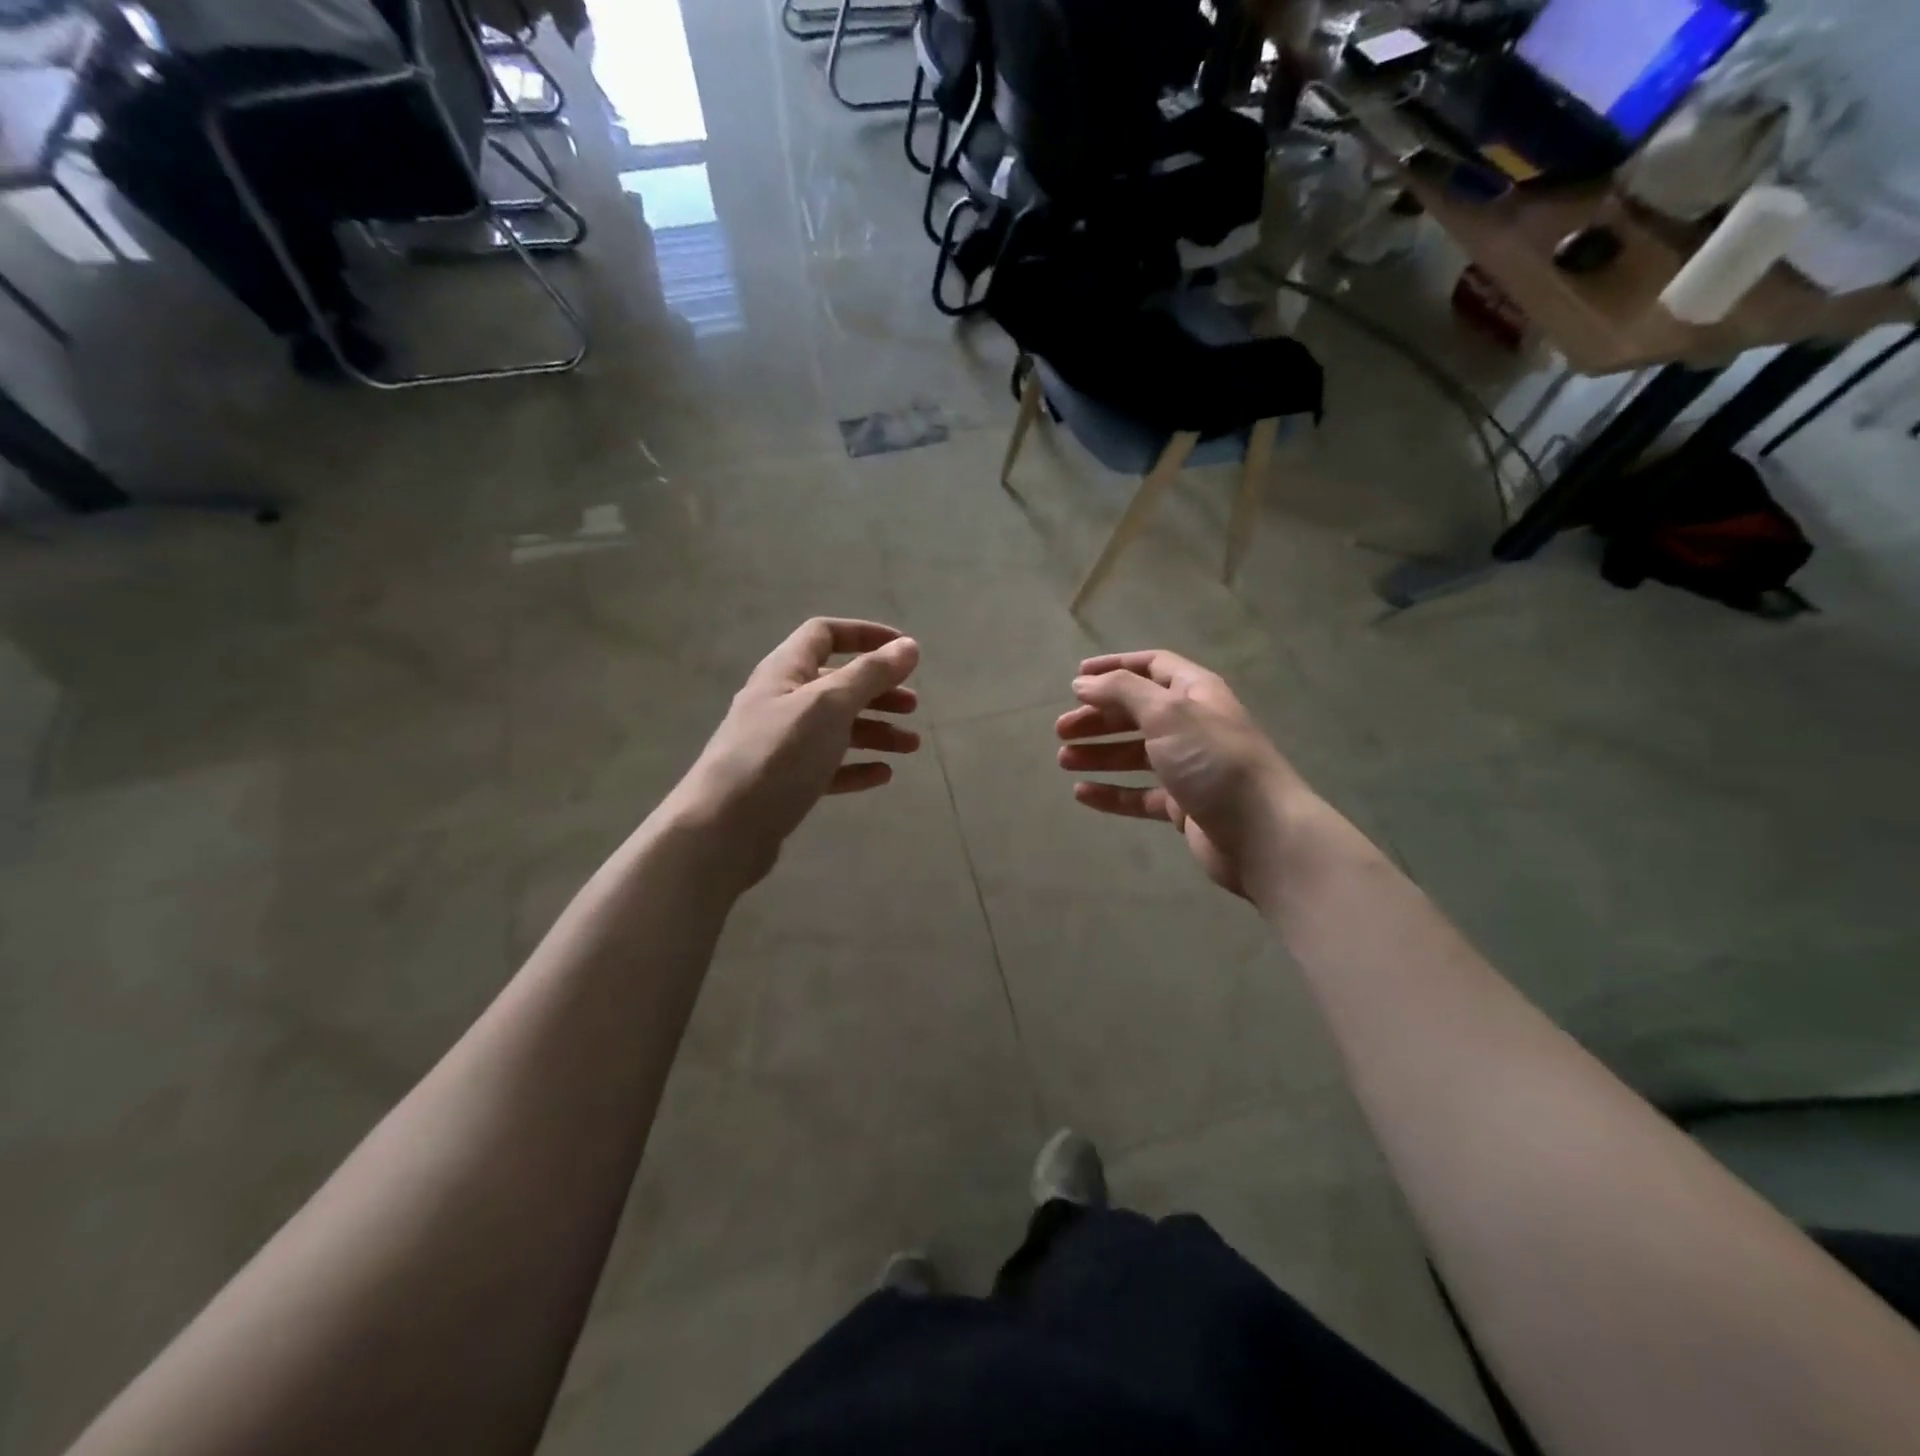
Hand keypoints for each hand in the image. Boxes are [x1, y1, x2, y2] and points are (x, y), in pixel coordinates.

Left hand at [662, 619, 920, 890]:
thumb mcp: (829, 706)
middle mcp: (781, 701)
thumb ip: (870, 674)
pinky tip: (882, 776)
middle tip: (914, 707)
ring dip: (875, 730)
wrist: (722, 830)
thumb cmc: (778, 756)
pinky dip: (856, 767)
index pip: (825, 634)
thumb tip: (909, 646)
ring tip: (910, 747)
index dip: (865, 635)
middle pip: (836, 684)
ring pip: (836, 727)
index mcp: (785, 671)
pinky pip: (827, 766)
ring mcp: (781, 744)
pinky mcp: (784, 783)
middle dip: (878, 691)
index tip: (904, 651)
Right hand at [1056, 651, 1299, 896]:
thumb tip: (1083, 683)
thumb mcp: (1167, 713)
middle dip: (1098, 717)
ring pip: (1135, 754)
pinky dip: (1112, 792)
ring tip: (1063, 760)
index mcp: (1195, 693)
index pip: (1152, 667)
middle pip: (1137, 713)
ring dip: (1099, 753)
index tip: (1076, 679)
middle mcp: (1193, 725)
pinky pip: (1140, 794)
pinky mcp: (1184, 806)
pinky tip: (1082, 793)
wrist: (1261, 833)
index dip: (1114, 667)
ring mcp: (1189, 767)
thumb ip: (1121, 692)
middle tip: (1061, 729)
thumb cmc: (1214, 761)